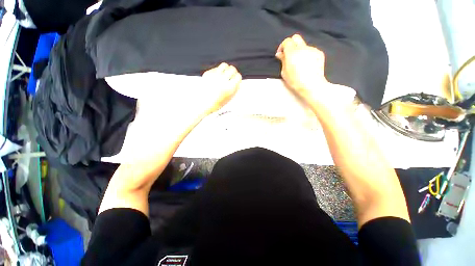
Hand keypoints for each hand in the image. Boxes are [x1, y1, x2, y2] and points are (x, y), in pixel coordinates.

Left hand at [202, 62, 241, 114]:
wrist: (204, 104)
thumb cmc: (217, 102)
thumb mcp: (229, 98)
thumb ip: (235, 89)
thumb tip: (238, 80)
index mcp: (230, 87)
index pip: (238, 76)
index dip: (237, 78)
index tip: (236, 79)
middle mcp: (223, 80)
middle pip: (232, 69)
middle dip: (233, 72)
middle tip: (231, 75)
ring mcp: (215, 76)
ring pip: (224, 65)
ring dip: (226, 69)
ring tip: (225, 73)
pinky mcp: (208, 74)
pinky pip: (216, 68)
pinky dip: (217, 71)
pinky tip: (216, 77)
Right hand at [276, 34, 354, 109]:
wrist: (312, 85)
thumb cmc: (295, 81)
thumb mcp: (284, 72)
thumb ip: (282, 60)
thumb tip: (280, 54)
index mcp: (292, 52)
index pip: (287, 41)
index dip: (282, 47)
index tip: (281, 55)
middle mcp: (303, 47)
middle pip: (296, 38)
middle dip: (291, 44)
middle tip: (289, 55)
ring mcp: (312, 49)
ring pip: (304, 45)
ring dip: (299, 51)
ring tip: (299, 63)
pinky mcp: (319, 53)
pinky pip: (311, 51)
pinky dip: (307, 55)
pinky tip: (307, 65)